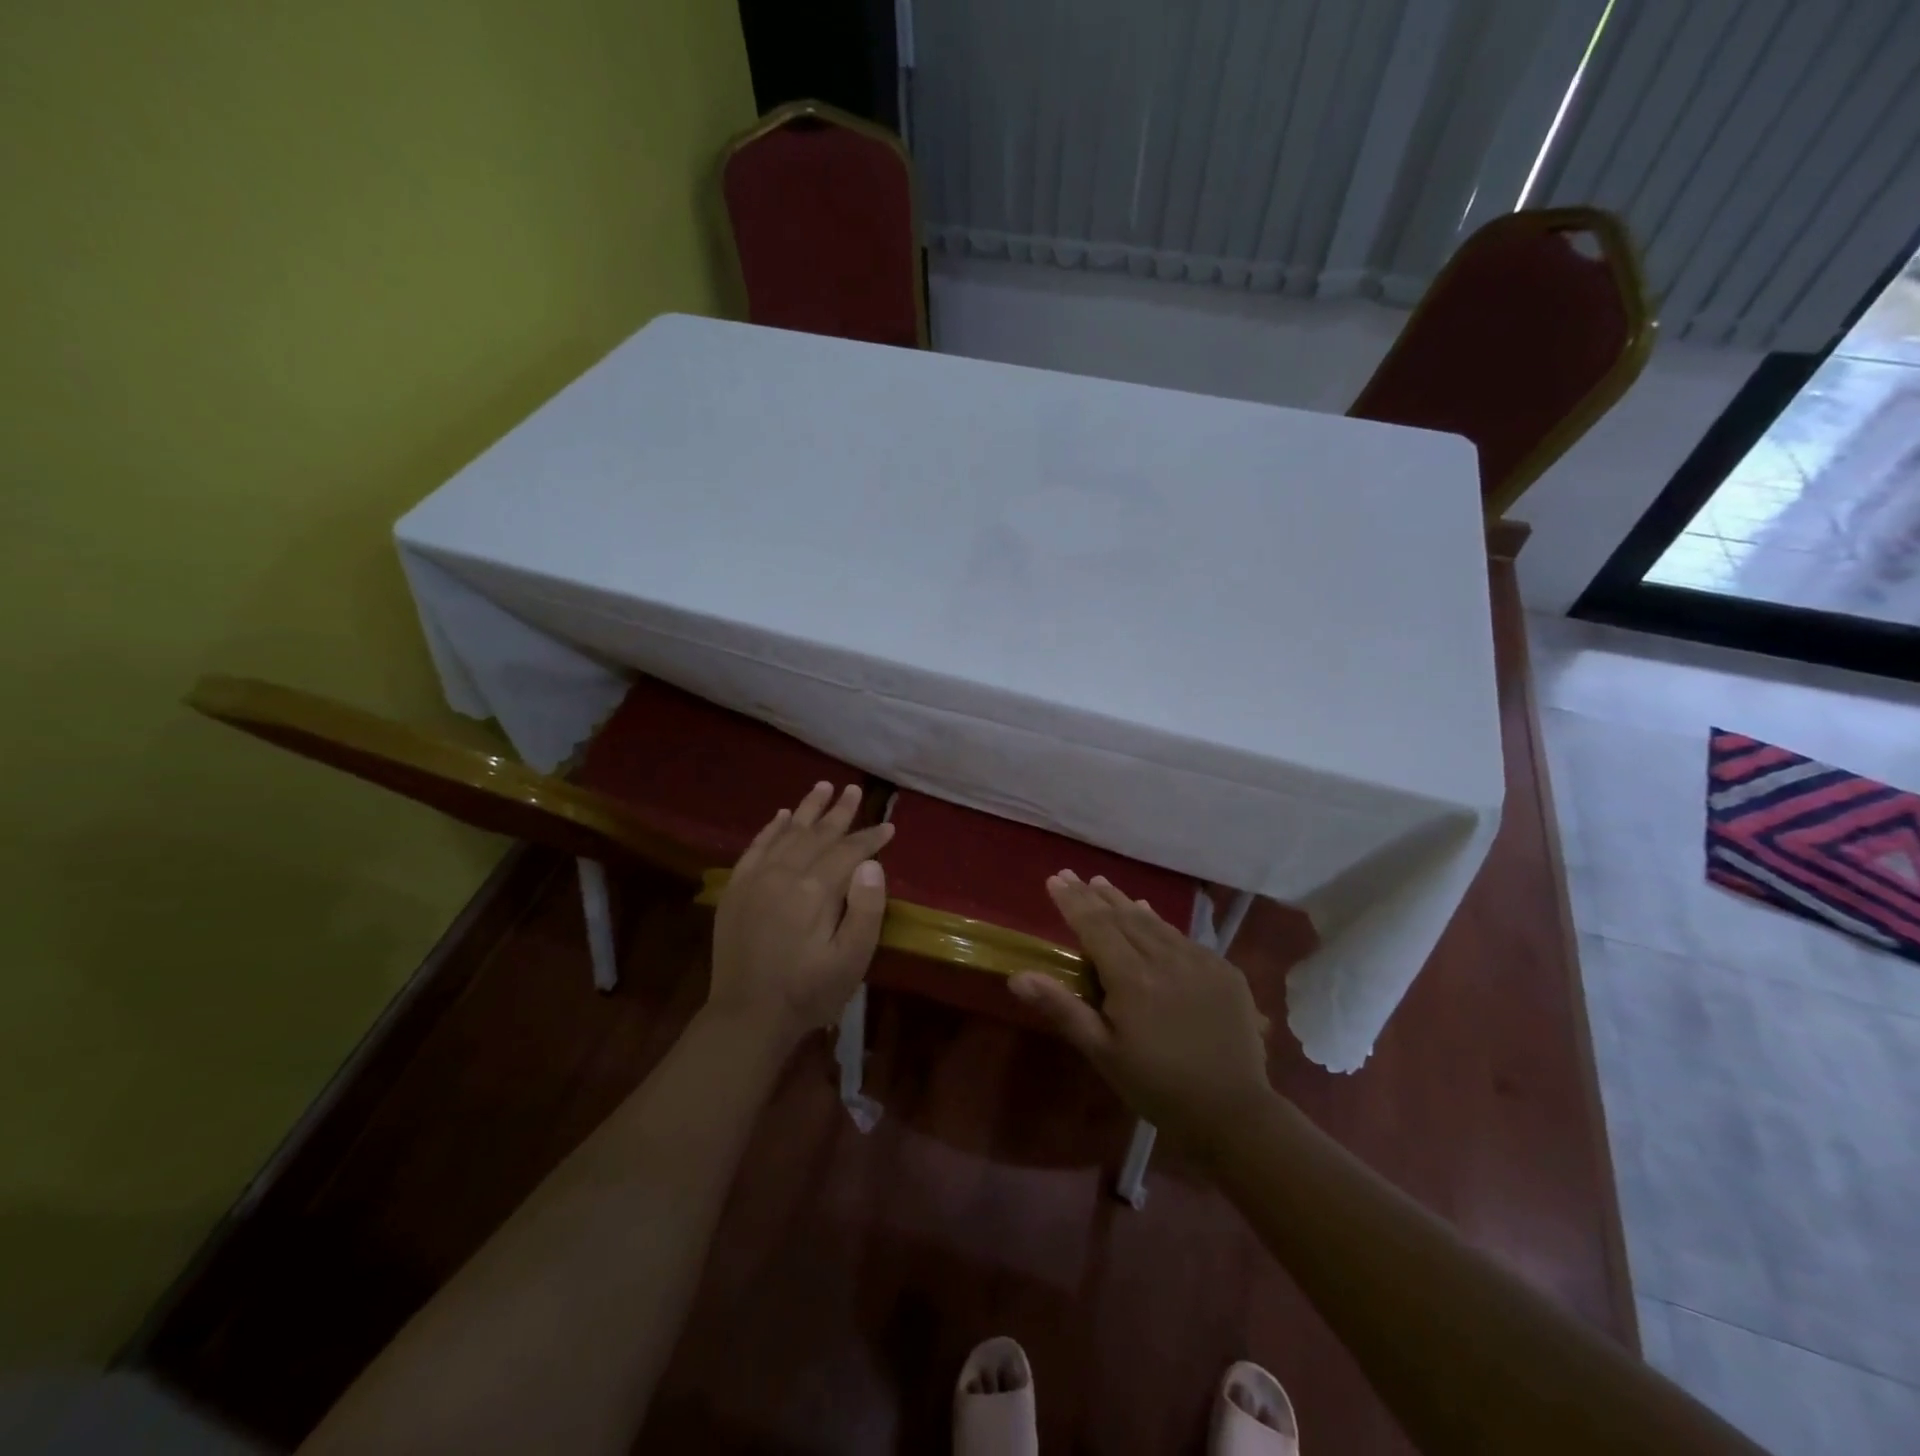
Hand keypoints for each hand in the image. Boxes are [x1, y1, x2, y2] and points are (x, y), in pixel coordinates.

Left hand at [709, 782, 893, 1046]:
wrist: (747, 1017)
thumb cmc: (808, 992)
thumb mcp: (851, 960)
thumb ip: (865, 910)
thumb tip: (871, 864)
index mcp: (814, 891)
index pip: (848, 852)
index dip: (870, 838)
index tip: (889, 827)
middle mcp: (783, 875)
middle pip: (817, 834)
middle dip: (840, 811)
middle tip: (854, 789)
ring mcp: (756, 880)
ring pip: (787, 833)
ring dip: (807, 809)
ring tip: (823, 786)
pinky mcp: (737, 890)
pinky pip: (756, 848)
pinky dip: (771, 829)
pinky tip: (781, 816)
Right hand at [1009, 872, 1272, 1148]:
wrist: (1234, 1112)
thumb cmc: (1157, 1086)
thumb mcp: (1103, 1053)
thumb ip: (1063, 1009)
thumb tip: (1018, 976)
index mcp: (1132, 978)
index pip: (1095, 926)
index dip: (1073, 902)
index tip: (1054, 880)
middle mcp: (1166, 958)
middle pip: (1123, 917)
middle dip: (1094, 895)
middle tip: (1073, 875)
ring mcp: (1199, 961)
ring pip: (1153, 922)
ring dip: (1125, 902)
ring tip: (1103, 884)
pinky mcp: (1224, 970)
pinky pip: (1182, 937)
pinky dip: (1159, 922)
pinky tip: (1150, 915)